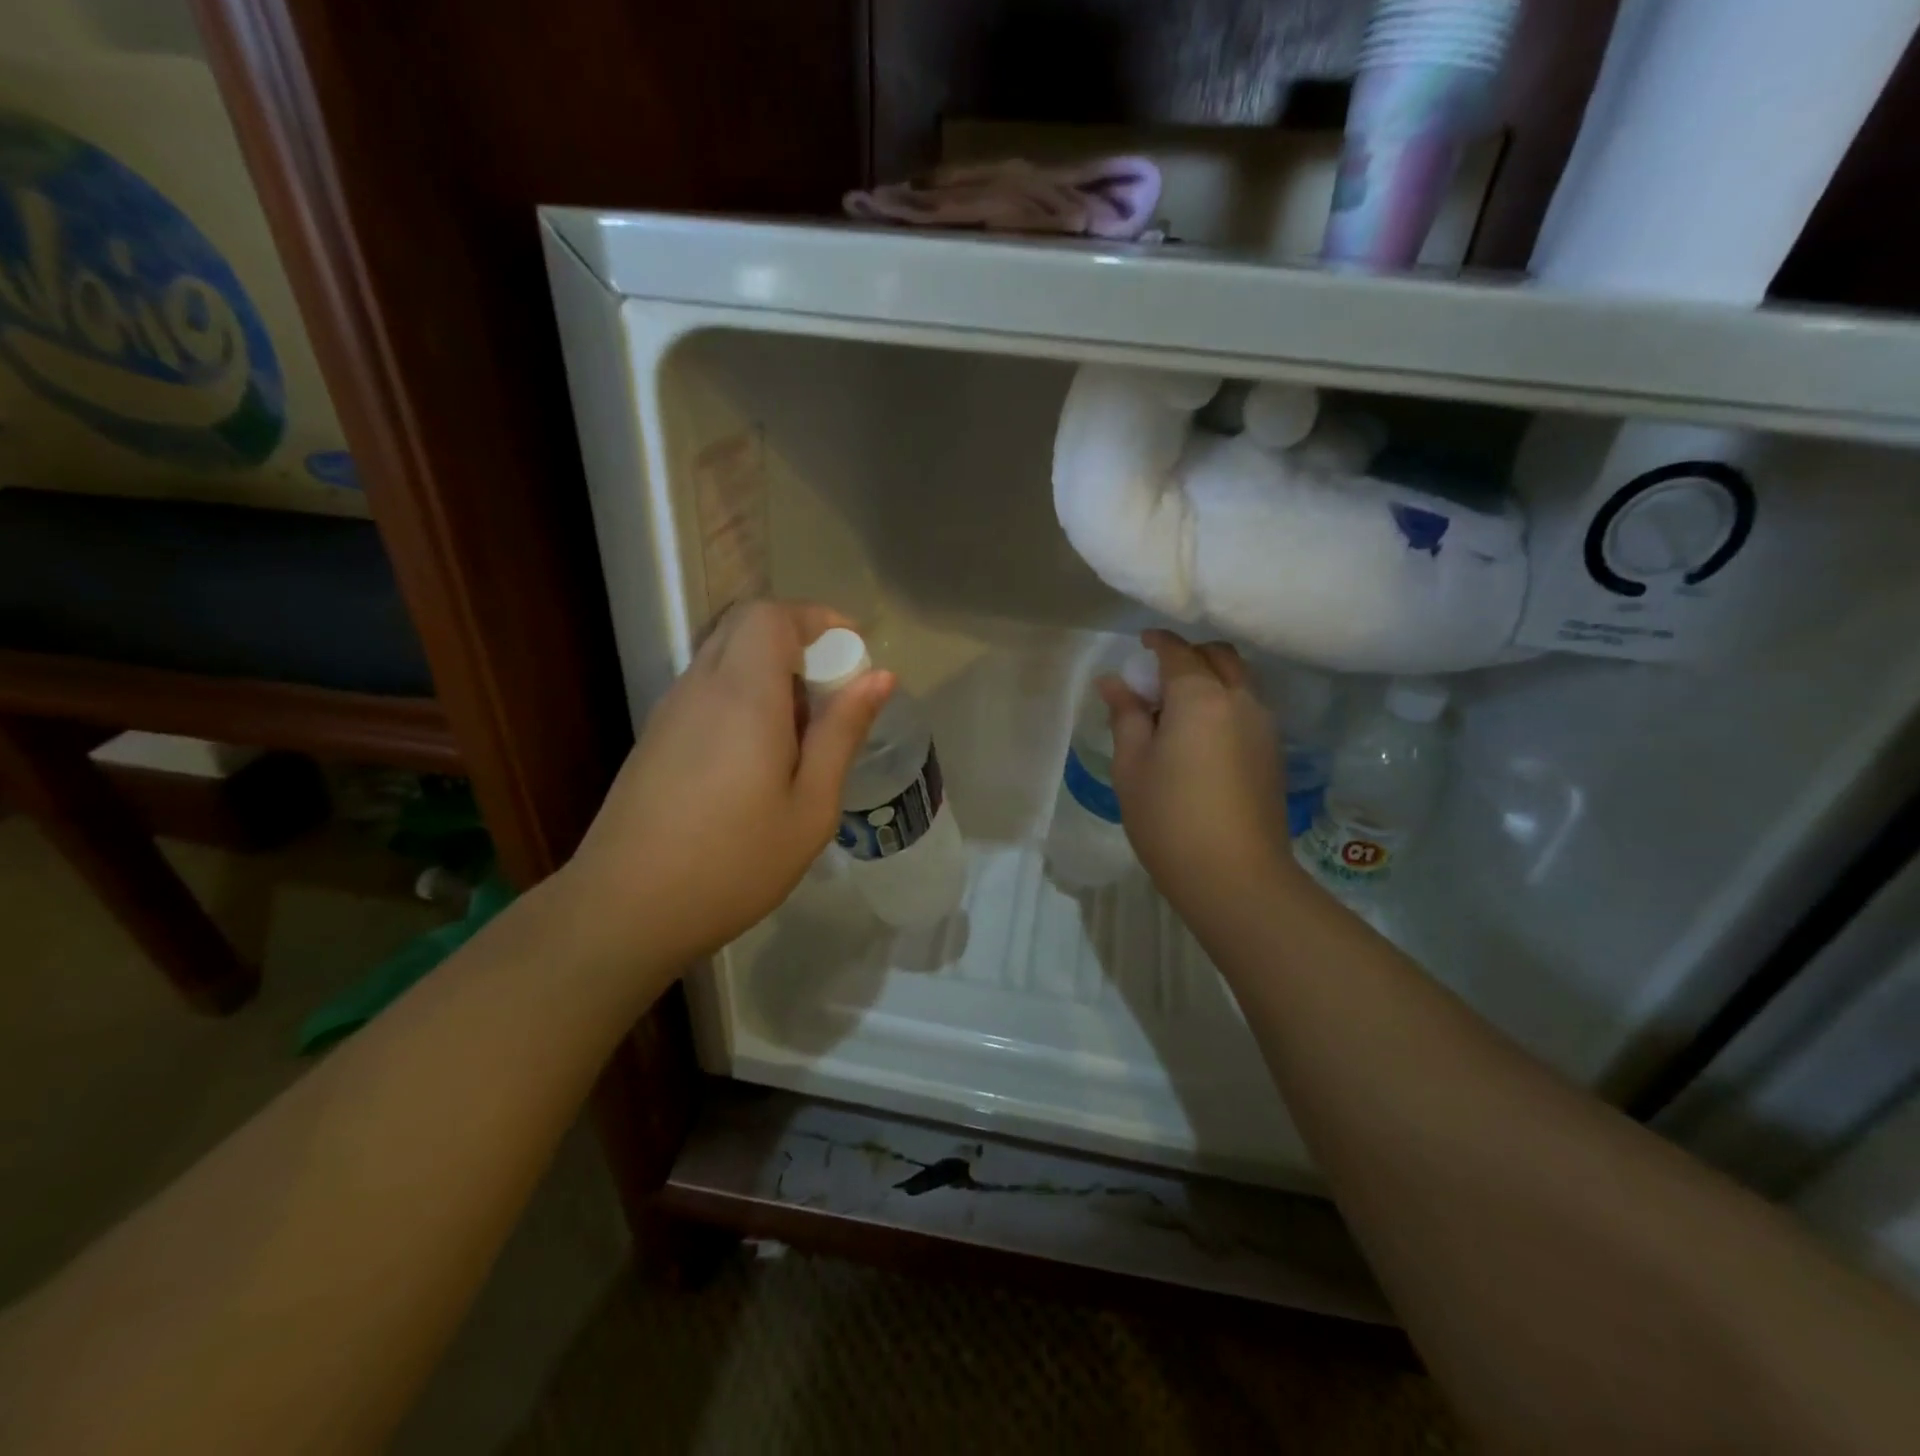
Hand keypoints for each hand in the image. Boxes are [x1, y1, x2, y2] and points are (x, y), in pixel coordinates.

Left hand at [561, 600, 892, 969]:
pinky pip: (706, 688)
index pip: (770, 616)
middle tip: (833, 689)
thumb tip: (880, 677)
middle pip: (744, 626)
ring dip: (769, 670)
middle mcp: (700, 687)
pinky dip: (742, 694)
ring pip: (723, 656)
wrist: (625, 910)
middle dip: (796, 640)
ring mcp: (670, 711)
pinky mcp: (655, 737)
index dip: (816, 618)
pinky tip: (759, 756)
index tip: (854, 649)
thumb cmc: (734, 863)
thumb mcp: (810, 806)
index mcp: (743, 695)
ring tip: (802, 731)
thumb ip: (842, 733)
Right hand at [1098, 631, 1298, 920]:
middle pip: (1220, 656)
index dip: (1158, 643)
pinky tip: (1203, 734)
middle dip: (1190, 654)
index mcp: (1200, 697)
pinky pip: (1250, 707)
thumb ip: (1126, 716)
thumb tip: (1113, 682)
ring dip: (1212, 677)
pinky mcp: (1274, 752)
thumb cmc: (1169, 819)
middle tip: (1159, 675)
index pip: (1179, 652)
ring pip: (1241, 680)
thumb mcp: (1132, 766)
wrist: (1236, 877)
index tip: (1140, 644)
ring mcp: (1264, 726)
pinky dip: (1227, 701)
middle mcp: (1240, 700)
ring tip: (1180, 706)